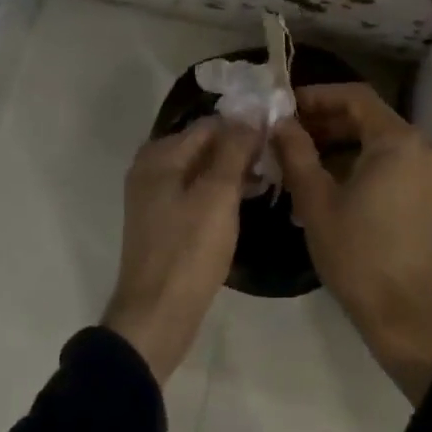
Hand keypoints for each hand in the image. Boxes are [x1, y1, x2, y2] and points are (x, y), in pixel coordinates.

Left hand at [104, 118, 257, 382]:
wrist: (156, 317)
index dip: (245, 127)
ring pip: (203, 170)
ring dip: (234, 171)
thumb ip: (234, 150)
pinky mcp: (165, 221)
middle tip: (278, 159)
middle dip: (240, 149)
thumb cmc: (188, 252)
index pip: (210, 124)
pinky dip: (221, 192)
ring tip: (270, 179)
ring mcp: (156, 197)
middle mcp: (152, 168)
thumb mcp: (217, 195)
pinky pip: (197, 193)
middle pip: (204, 145)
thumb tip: (250, 114)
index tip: (279, 136)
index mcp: (159, 156)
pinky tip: (248, 201)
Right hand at [274, 84, 431, 403]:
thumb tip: (279, 121)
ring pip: (380, 139)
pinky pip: (393, 160)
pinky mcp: (431, 191)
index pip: (355, 97)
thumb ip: (296, 152)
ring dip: (341, 142)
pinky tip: (329, 177)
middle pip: (369, 117)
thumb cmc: (357, 255)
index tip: (285, 108)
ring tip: (301, 155)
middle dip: (326, 120)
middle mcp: (424, 146)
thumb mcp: (316, 200)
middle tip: (288, 133)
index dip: (317, 96)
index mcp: (399, 141)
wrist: (403, 315)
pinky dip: (362, 161)